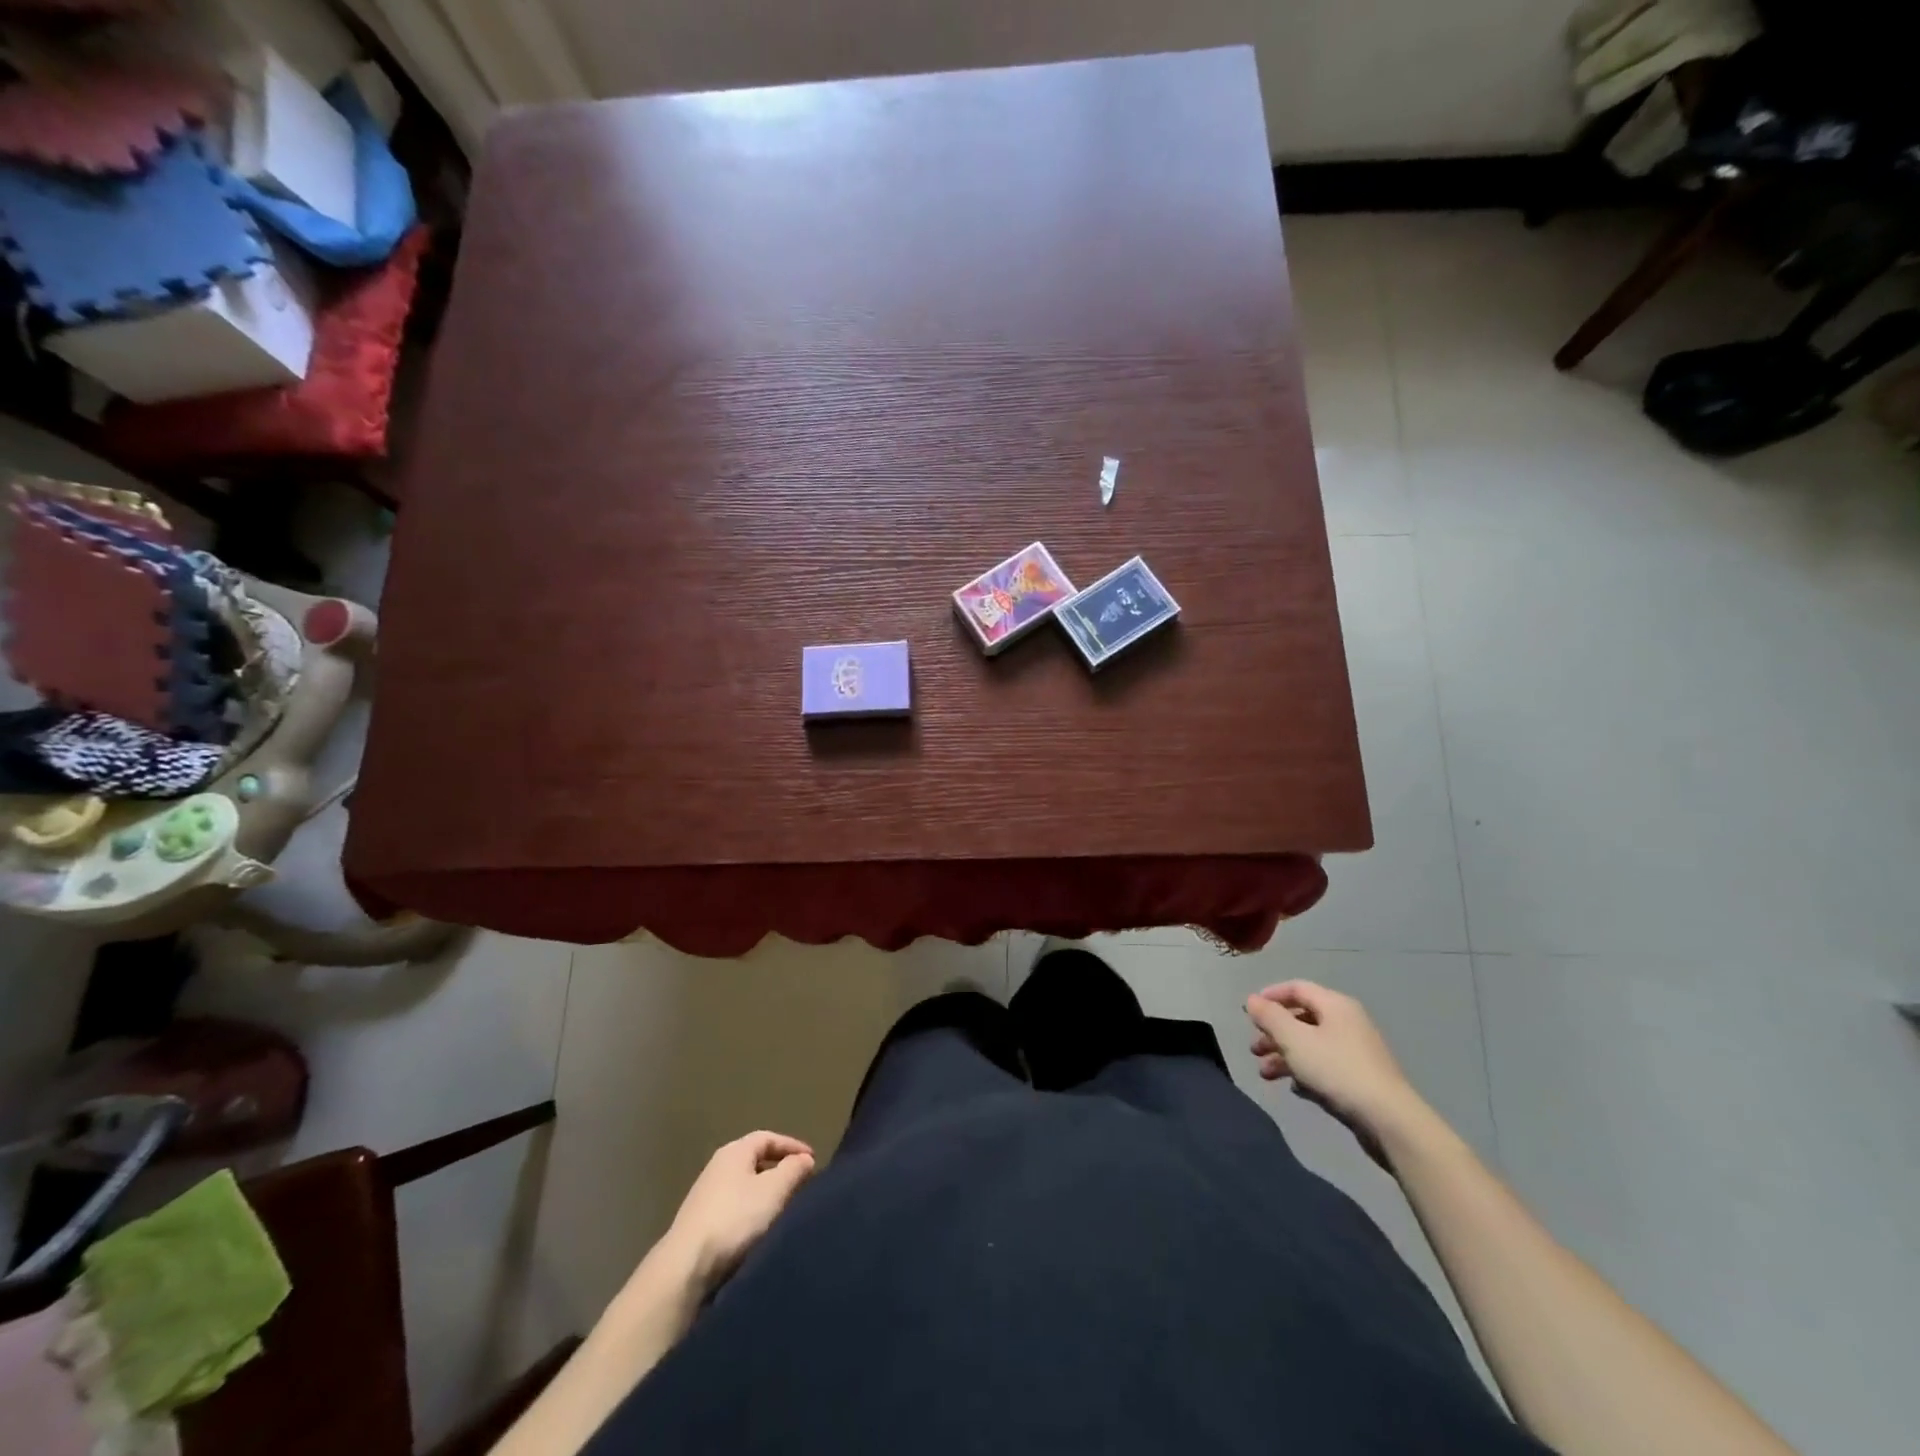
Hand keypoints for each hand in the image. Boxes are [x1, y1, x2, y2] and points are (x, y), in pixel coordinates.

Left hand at [662, 1131, 815, 1289]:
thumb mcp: (774, 1190)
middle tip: (801, 1183)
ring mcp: (704, 1196)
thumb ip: (793, 1170)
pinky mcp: (699, 1224)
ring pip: (744, 1186)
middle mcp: (717, 1167)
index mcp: (734, 1152)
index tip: (812, 1159)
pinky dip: (751, 1212)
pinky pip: (734, 1208)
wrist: (686, 1267)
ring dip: (765, 1193)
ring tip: (784, 1208)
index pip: (767, 1137)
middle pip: (754, 1160)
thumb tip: (805, 1159)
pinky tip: (759, 1230)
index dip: (792, 1146)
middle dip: (779, 1169)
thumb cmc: (735, 1218)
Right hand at [1244, 981, 1428, 1163]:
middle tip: (1254, 1049)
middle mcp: (1347, 1022)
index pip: (1297, 988)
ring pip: (1311, 1045)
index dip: (1270, 996)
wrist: (1388, 1120)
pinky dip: (1305, 1072)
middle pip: (1302, 1018)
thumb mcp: (1294, 1039)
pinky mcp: (1361, 1078)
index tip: (1248, 1012)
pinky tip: (1295, 1089)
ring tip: (1265, 1074)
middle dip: (1274, 1032)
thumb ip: (1269, 1017)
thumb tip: (1252, 1000)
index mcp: (1335, 1005)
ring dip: (1284, 1056)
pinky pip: (1325, 1066)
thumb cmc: (1336, 1070)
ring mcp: (1356, 1051)